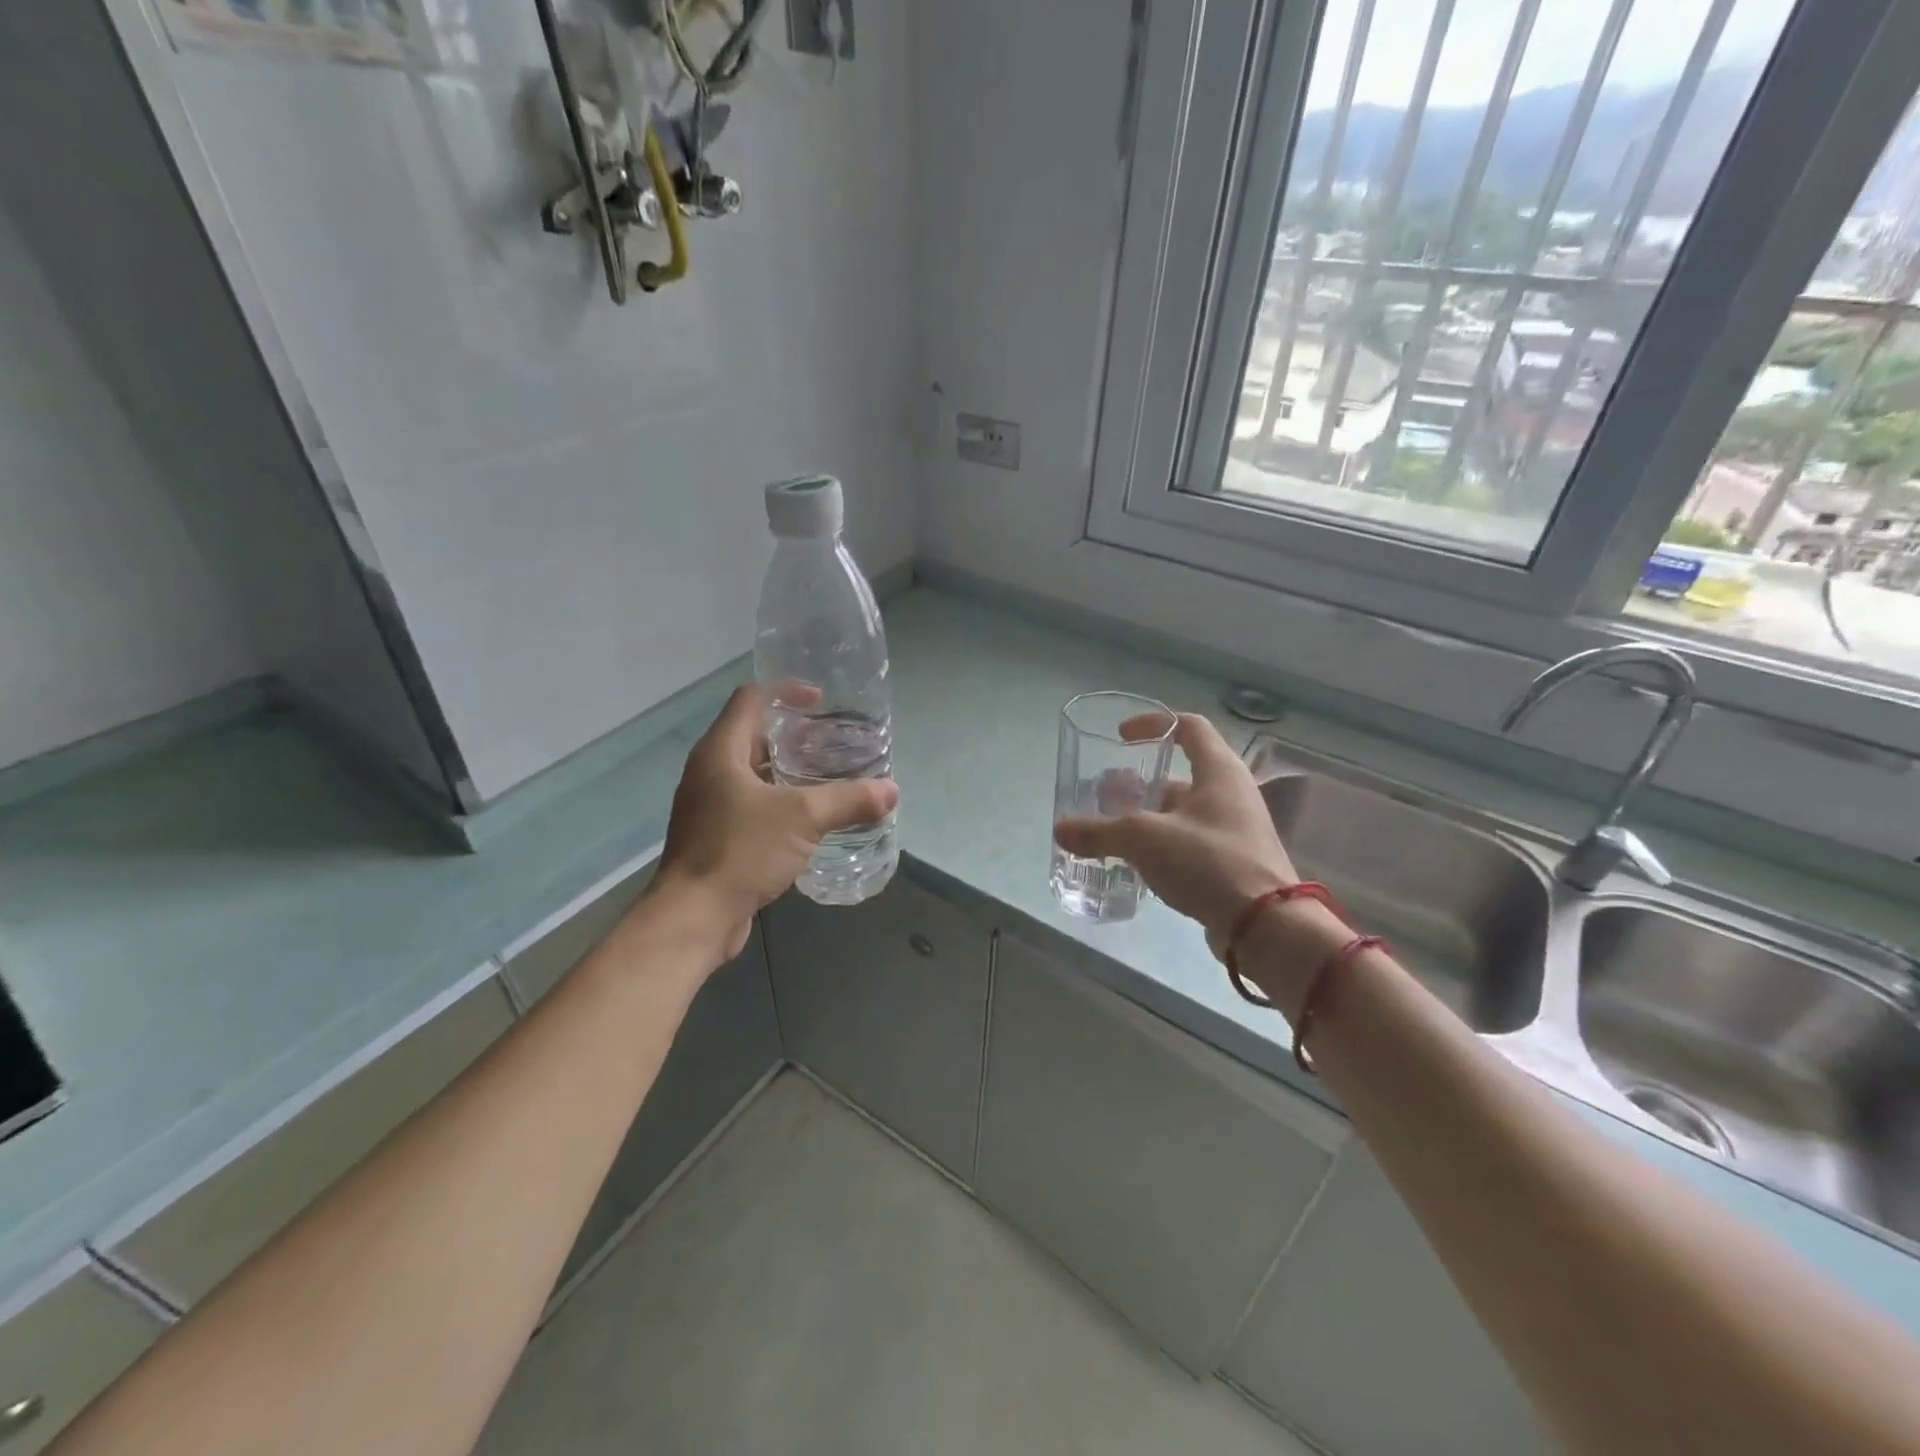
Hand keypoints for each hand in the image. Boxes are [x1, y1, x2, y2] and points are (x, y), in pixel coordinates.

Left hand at [651, 685, 898, 960]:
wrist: (694, 917)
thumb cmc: (741, 851)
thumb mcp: (803, 818)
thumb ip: (848, 800)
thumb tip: (891, 791)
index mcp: (720, 751)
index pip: (751, 699)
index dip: (786, 691)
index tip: (821, 702)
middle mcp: (710, 771)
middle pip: (754, 736)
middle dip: (795, 735)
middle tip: (835, 742)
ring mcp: (710, 805)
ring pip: (754, 773)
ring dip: (790, 771)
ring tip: (830, 776)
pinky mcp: (717, 836)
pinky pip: (753, 805)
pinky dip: (781, 802)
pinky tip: (812, 818)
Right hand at [1054, 712, 1296, 959]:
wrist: (1265, 926)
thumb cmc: (1208, 862)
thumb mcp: (1144, 839)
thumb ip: (1099, 832)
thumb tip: (1060, 830)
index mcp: (1219, 771)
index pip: (1189, 727)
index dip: (1154, 723)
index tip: (1122, 737)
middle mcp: (1231, 793)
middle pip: (1181, 775)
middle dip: (1140, 784)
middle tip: (1106, 798)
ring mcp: (1235, 830)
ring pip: (1183, 813)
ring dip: (1148, 818)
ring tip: (1112, 833)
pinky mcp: (1234, 863)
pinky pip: (1190, 842)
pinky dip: (1162, 845)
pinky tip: (1136, 864)